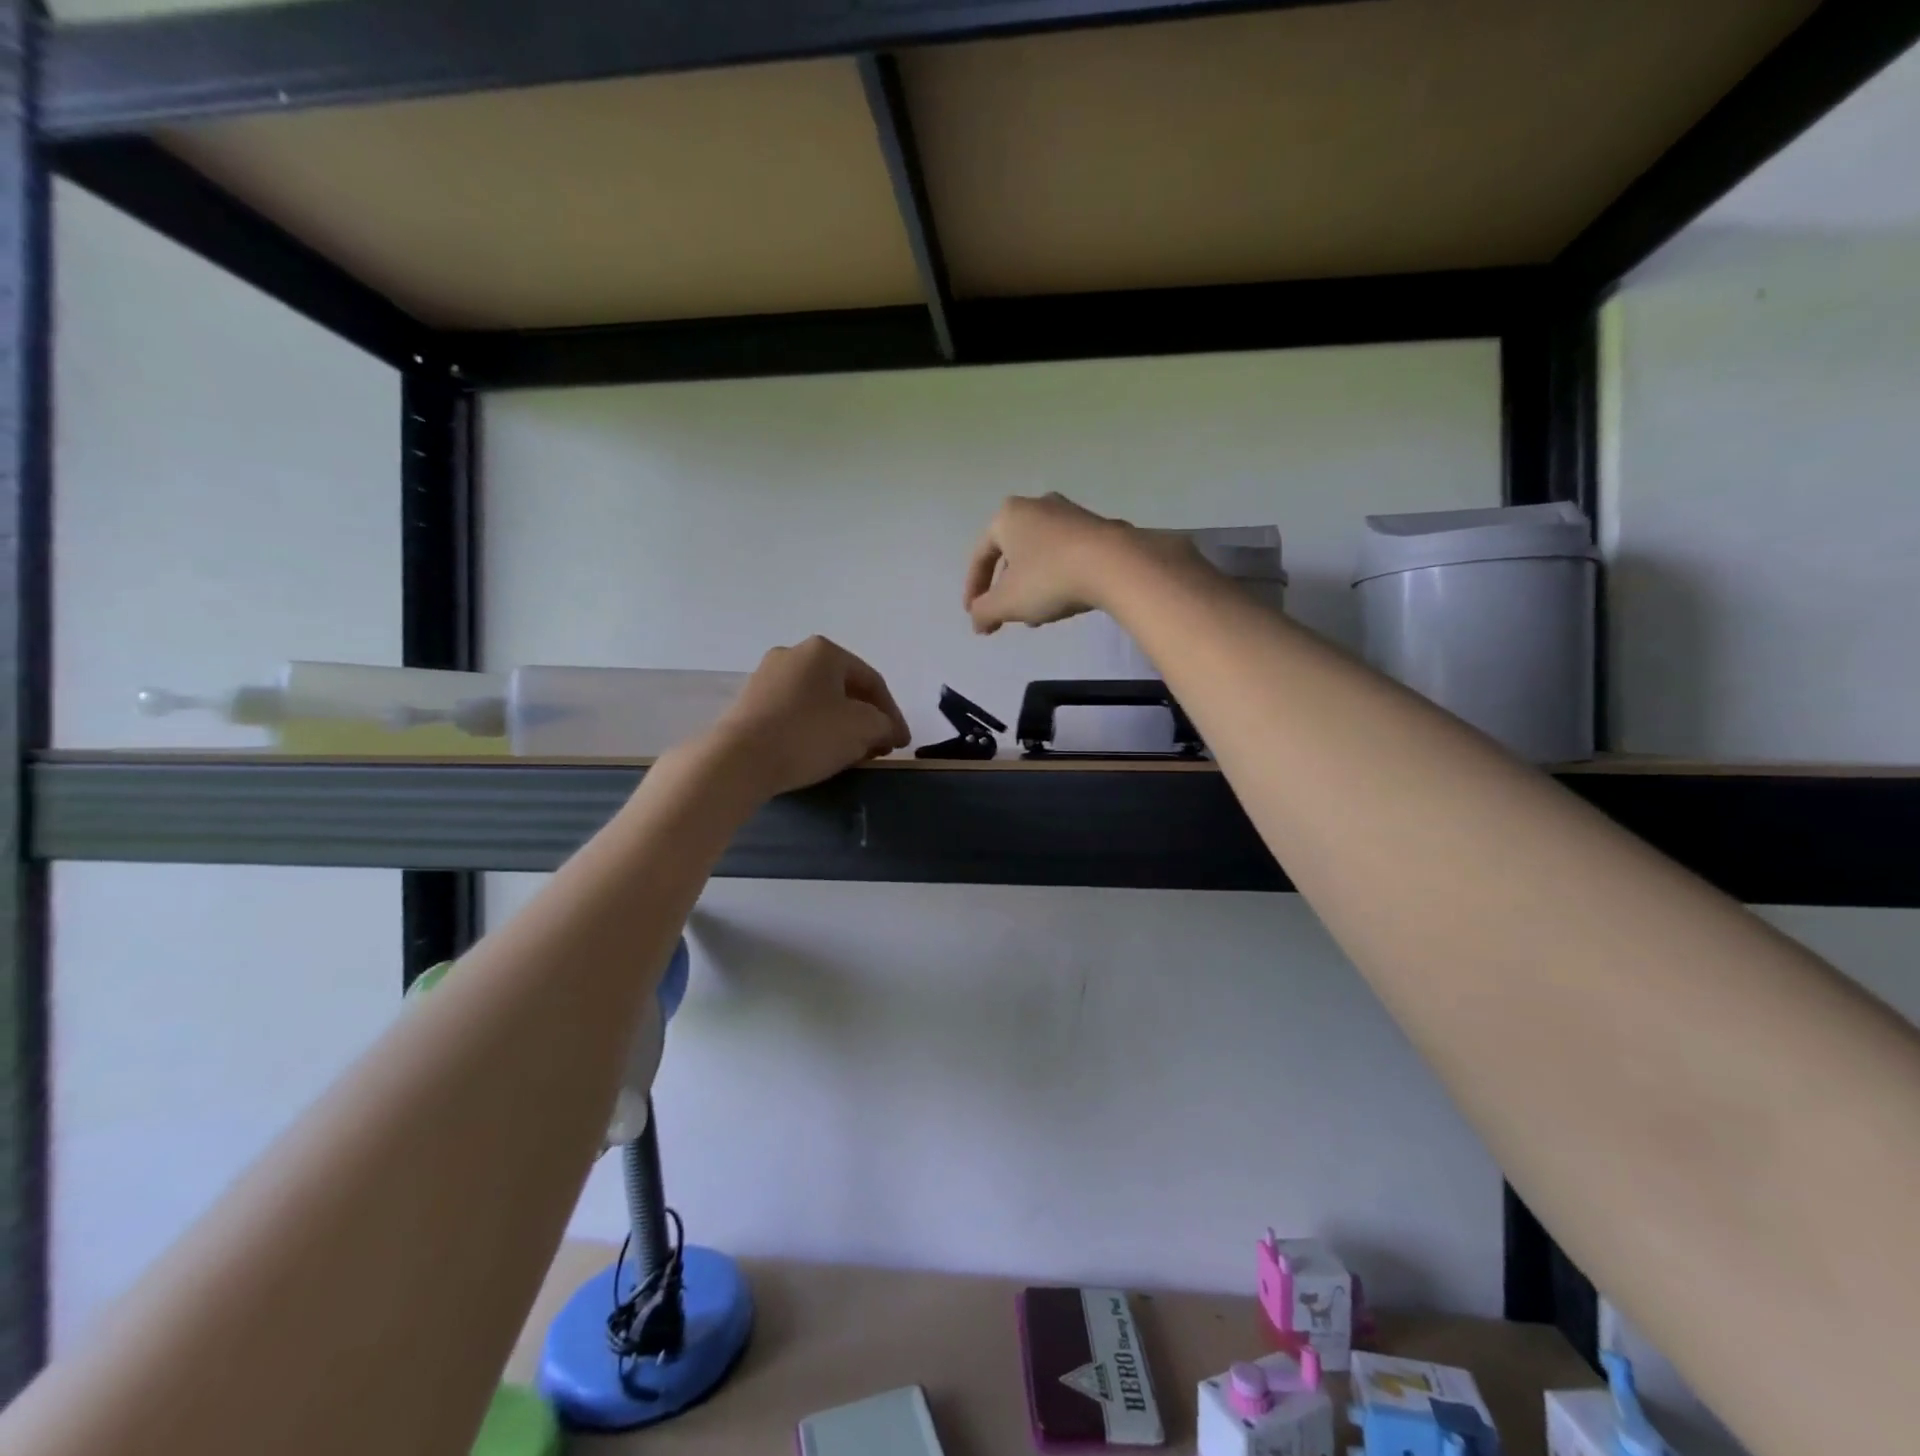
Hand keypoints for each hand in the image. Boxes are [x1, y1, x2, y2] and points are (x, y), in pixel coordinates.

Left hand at [708, 636, 909, 797]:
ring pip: (819, 701)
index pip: (873, 681)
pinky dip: (814, 729)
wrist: (739, 760)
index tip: (902, 743)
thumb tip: (886, 729)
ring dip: (841, 726)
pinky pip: (794, 712)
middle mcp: (793, 654)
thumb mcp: (863, 729)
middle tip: (879, 748)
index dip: (894, 714)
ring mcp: (766, 677)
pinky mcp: (749, 702)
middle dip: (866, 719)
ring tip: (852, 754)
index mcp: (824, 651)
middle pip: (844, 689)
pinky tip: (819, 752)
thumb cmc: (809, 735)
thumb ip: (885, 724)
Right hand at [964, 493, 1189, 633]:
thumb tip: (977, 620)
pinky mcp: (1098, 526)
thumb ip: (983, 612)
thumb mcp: (1007, 603)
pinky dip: (1056, 578)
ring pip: (1039, 555)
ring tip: (1035, 617)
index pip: (981, 556)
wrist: (1115, 565)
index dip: (973, 590)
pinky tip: (1063, 601)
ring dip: (1031, 586)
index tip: (974, 617)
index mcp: (1007, 516)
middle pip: (1011, 553)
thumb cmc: (1049, 579)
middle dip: (1005, 588)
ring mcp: (1070, 513)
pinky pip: (1065, 555)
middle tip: (1004, 616)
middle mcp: (1037, 505)